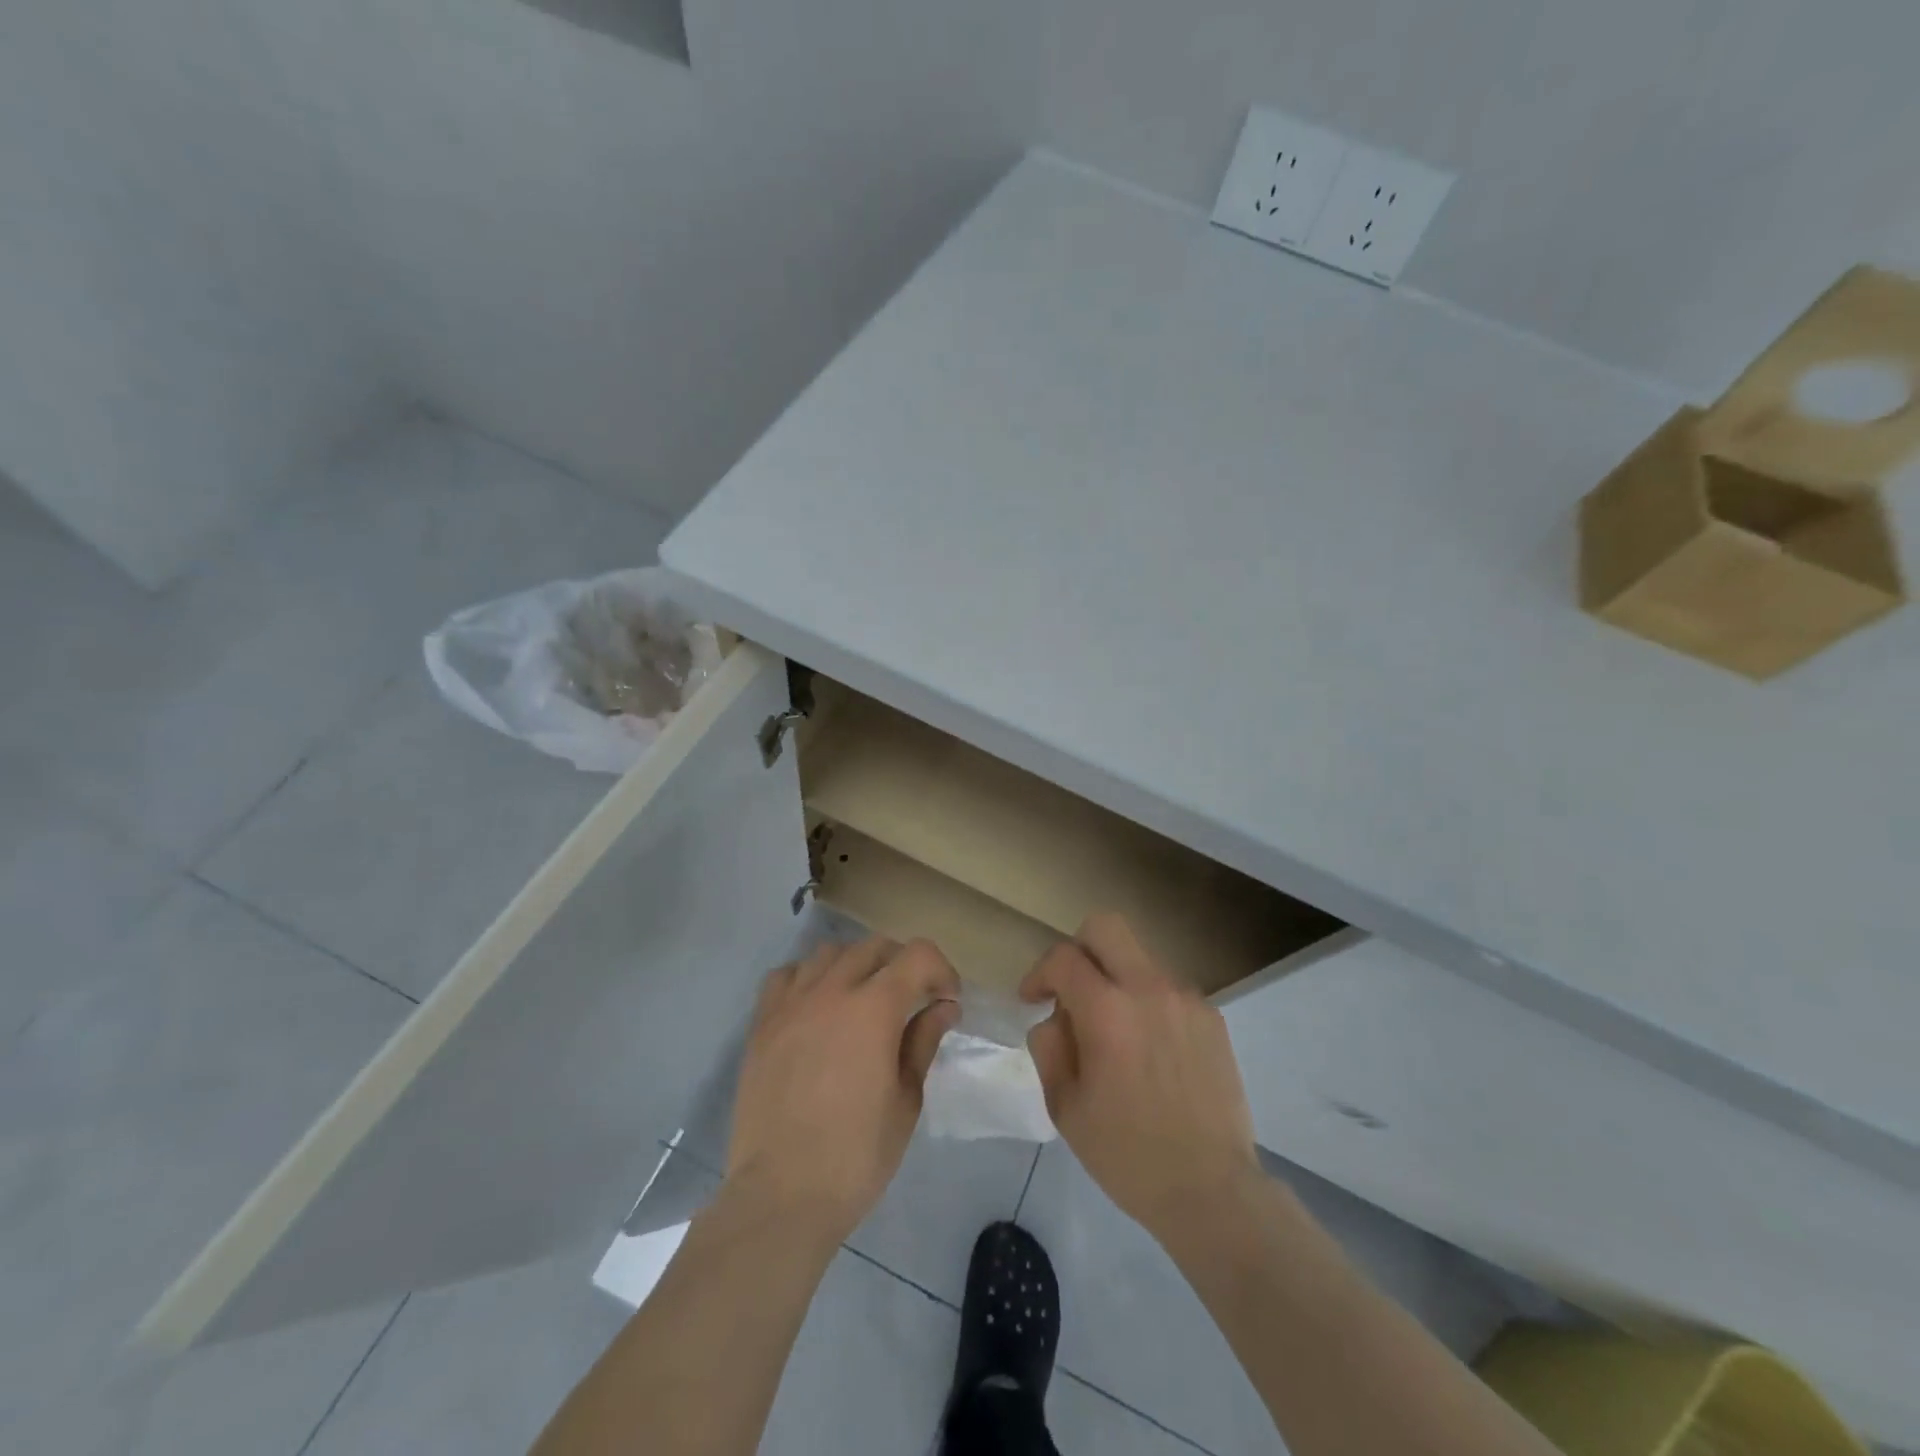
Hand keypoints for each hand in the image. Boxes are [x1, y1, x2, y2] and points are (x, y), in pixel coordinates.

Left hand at [726, 936, 960, 1244]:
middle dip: (902, 964)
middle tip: (912, 999)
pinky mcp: (762, 1024)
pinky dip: (808, 978)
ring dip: (856, 965)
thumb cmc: (856, 1155)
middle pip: (874, 946)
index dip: (941, 970)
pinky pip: (786, 975)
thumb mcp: (906, 1100)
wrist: (781, 1195)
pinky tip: (817, 1006)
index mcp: (874, 1008)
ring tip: (862, 998)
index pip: (917, 955)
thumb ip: (923, 1042)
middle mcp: (831, 991)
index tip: (947, 1000)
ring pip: (829, 953)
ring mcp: (791, 1004)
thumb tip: (943, 1007)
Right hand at [1022, 914, 1262, 1240]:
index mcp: (1107, 1011)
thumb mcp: (1065, 1105)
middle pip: (1105, 927)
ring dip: (1115, 978)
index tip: (1032, 999)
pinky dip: (1147, 1002)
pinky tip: (1150, 1050)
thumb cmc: (1127, 1154)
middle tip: (1071, 990)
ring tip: (1115, 1032)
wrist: (1212, 1190)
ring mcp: (1186, 999)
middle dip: (1078, 949)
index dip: (1039, 972)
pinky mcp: (1211, 1016)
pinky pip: (1167, 988)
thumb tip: (1056, 1016)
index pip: (1063, 956)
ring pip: (1139, 957)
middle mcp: (1149, 989)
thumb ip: (1049, 1045)